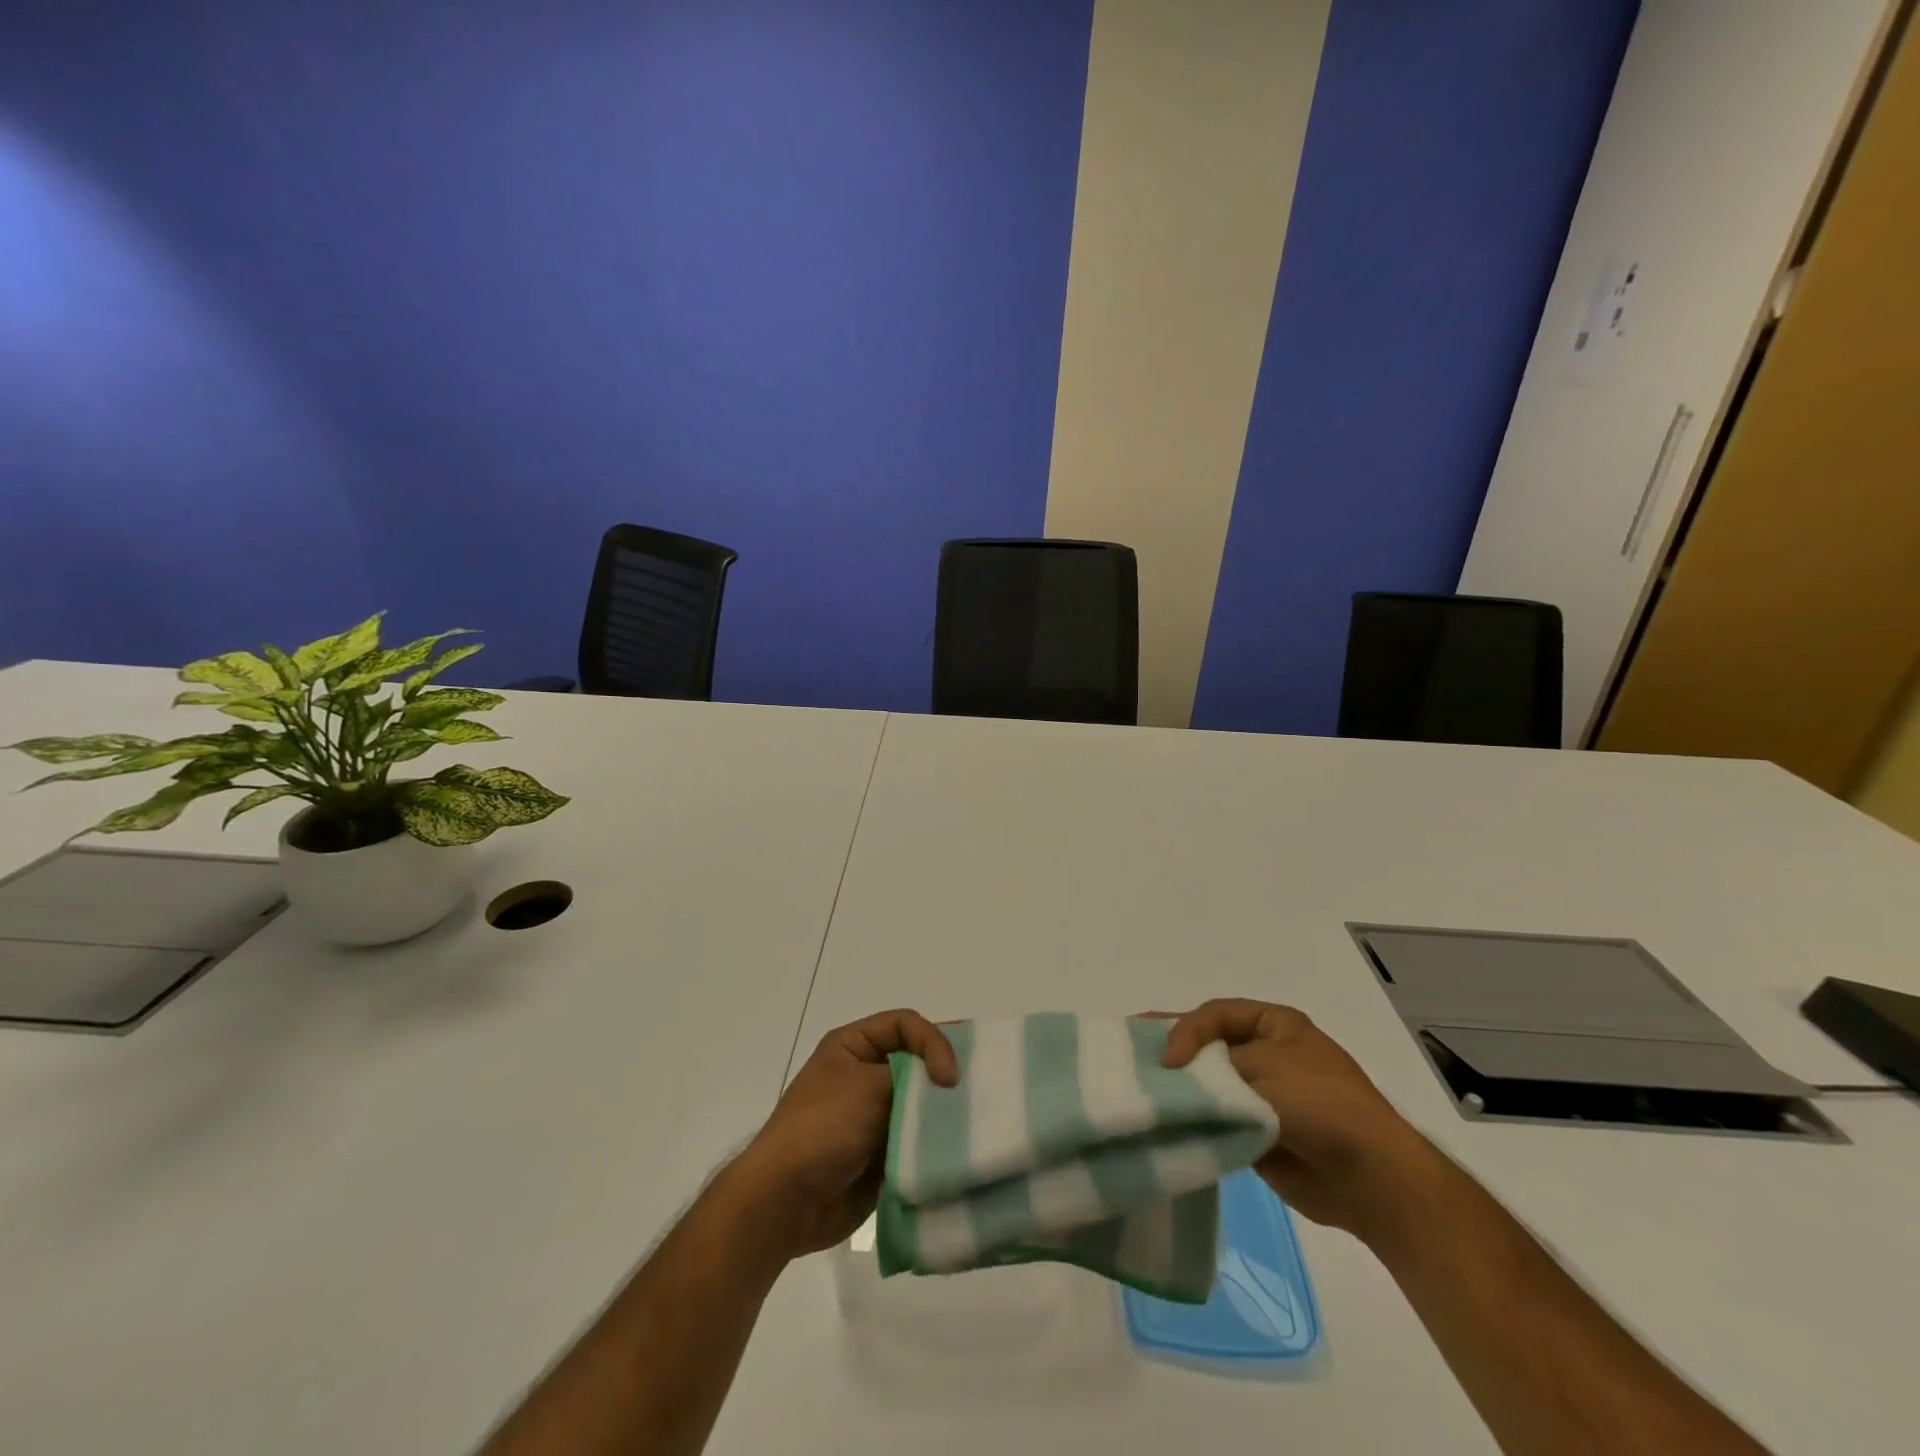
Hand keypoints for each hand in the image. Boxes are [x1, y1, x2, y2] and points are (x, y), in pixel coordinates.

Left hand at [729, 1009, 957, 1262]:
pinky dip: (935, 1146)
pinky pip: (917, 1142)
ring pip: (920, 1105)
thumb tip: (944, 1088)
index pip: (906, 1025)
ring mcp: (873, 1116)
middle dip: (944, 1076)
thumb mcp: (868, 1087)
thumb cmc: (822, 1129)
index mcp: (853, 1045)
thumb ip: (913, 1078)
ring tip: (974, 1124)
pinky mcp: (882, 1154)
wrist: (785, 1202)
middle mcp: (864, 1075)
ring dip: (942, 1114)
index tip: (949, 1078)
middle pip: (917, 1063)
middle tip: (980, 1091)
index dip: (933, 1042)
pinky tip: (958, 1151)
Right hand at [1163, 999, 1435, 1243]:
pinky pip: (1216, 1121)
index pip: (1215, 1015)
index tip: (1168, 1059)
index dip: (1186, 1030)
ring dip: (1180, 1088)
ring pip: (1209, 1085)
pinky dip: (1193, 1121)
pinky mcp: (1256, 1135)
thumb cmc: (1321, 1104)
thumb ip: (1213, 1064)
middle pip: (1208, 1047)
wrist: (1371, 1179)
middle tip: (1128, 1051)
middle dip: (1173, 1051)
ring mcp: (1261, 1096)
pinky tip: (1163, 1121)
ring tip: (1137, 1087)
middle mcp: (1266, 1054)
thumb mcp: (1265, 1066)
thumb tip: (1176, 1074)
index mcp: (1275, 1025)